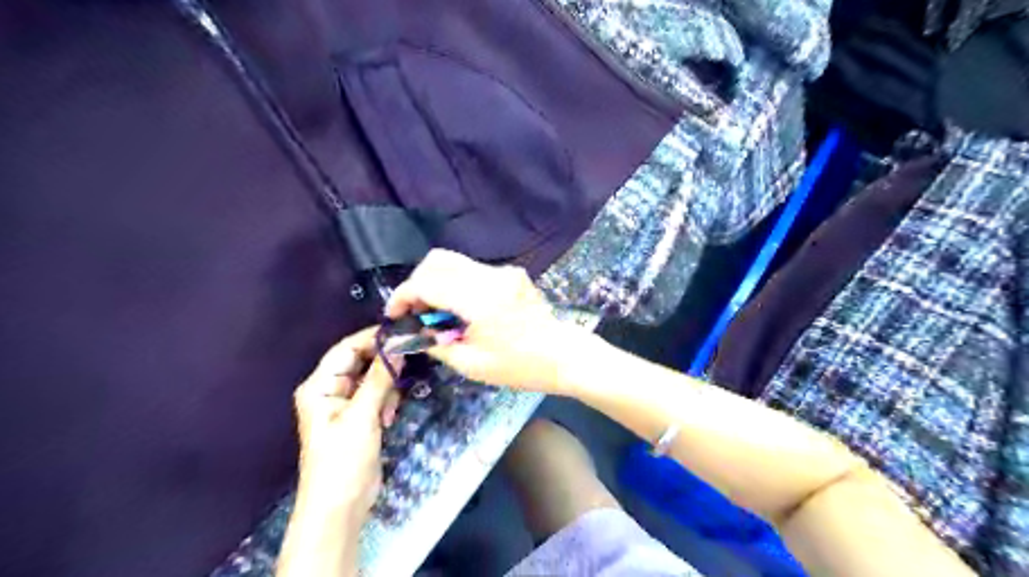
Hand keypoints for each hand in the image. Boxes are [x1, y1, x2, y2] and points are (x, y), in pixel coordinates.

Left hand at [294, 327, 401, 520]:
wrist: (340, 507)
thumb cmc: (343, 459)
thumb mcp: (362, 415)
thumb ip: (380, 377)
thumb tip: (398, 343)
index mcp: (319, 385)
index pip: (347, 348)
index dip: (373, 338)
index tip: (404, 332)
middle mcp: (330, 390)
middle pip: (360, 362)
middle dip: (383, 364)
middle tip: (410, 361)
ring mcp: (345, 405)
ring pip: (372, 379)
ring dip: (386, 387)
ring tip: (390, 407)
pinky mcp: (359, 418)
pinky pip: (376, 396)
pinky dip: (386, 401)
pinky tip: (389, 418)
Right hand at [386, 251, 594, 395]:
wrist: (564, 356)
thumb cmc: (520, 366)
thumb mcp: (471, 363)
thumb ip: (434, 344)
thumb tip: (408, 334)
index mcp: (479, 298)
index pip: (427, 282)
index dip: (403, 296)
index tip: (394, 314)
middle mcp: (490, 275)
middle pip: (437, 260)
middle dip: (417, 283)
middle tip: (414, 311)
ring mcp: (503, 271)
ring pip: (454, 262)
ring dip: (436, 281)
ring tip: (434, 312)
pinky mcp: (511, 274)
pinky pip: (472, 269)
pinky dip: (455, 283)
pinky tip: (458, 308)